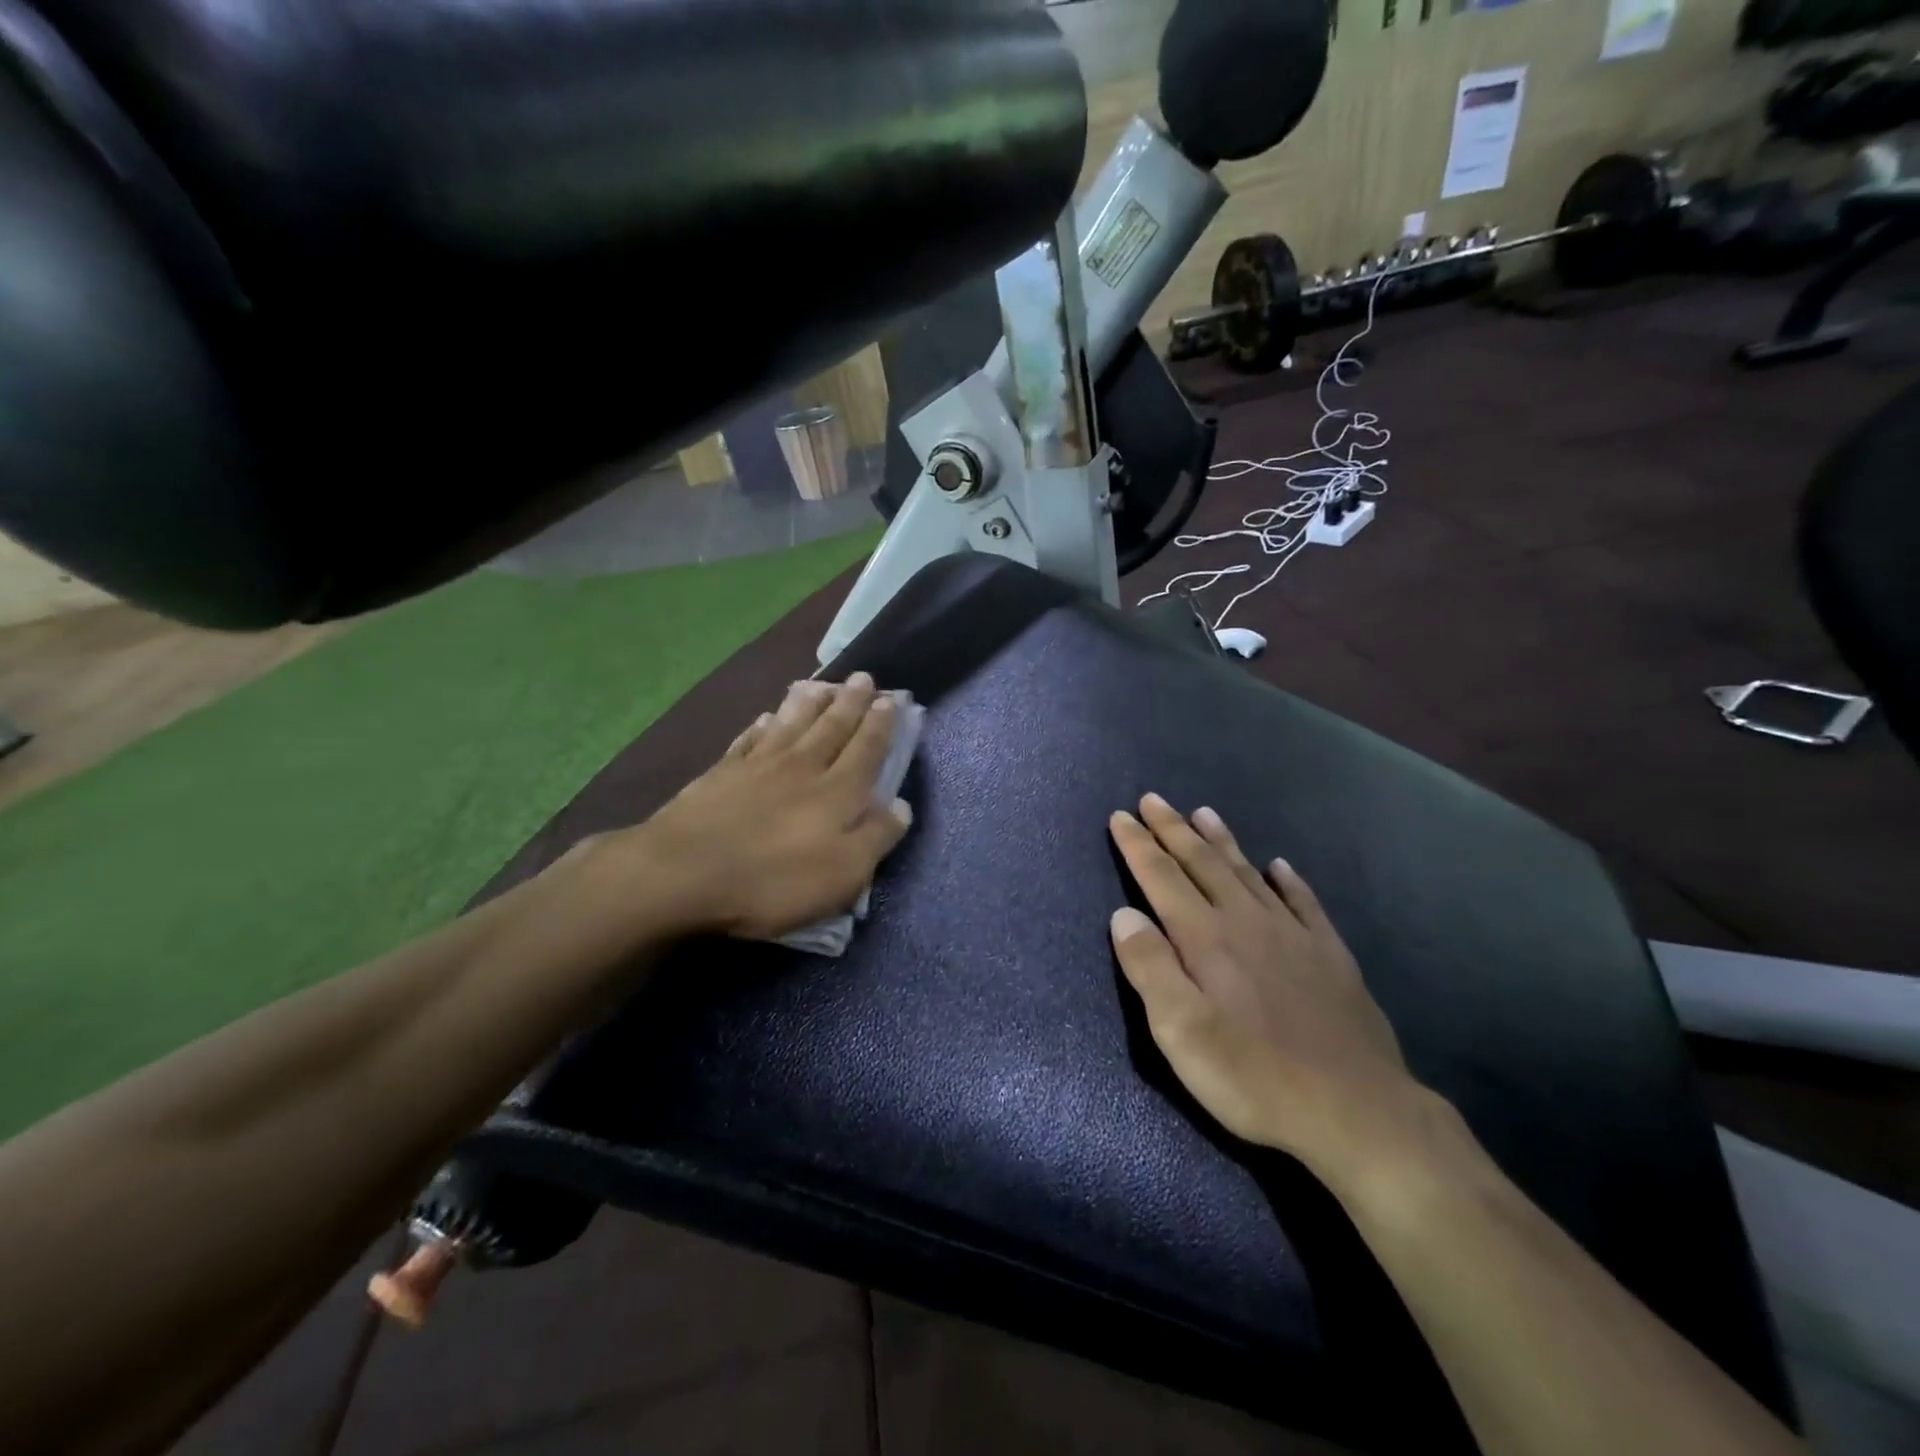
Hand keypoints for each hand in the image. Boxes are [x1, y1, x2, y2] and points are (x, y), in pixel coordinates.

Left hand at [598, 673, 912, 939]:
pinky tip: (765, 716)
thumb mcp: (842, 874)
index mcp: (837, 792)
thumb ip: (876, 837)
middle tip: (863, 677)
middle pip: (831, 727)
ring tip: (822, 683)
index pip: (866, 750)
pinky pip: (748, 739)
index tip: (891, 698)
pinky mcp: (721, 773)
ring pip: (791, 724)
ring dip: (810, 702)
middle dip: (851, 702)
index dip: (880, 725)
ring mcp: (758, 766)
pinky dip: (761, 725)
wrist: (683, 873)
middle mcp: (802, 768)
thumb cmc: (774, 881)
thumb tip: (902, 805)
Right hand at [1108, 794, 1432, 1180]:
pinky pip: (1304, 903)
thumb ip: (1149, 968)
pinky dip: (1289, 881)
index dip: (1138, 845)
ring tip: (1204, 813)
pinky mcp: (1330, 956)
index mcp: (1206, 938)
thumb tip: (1124, 914)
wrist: (1356, 1110)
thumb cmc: (1253, 1074)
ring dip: (1222, 842)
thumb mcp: (1180, 1031)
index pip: (1162, 877)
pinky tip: (1281, 867)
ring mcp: (1293, 935)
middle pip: (1203, 863)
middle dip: (1173, 829)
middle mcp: (1246, 921)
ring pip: (1248, 873)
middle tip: (1153, 800)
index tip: (1121, 816)